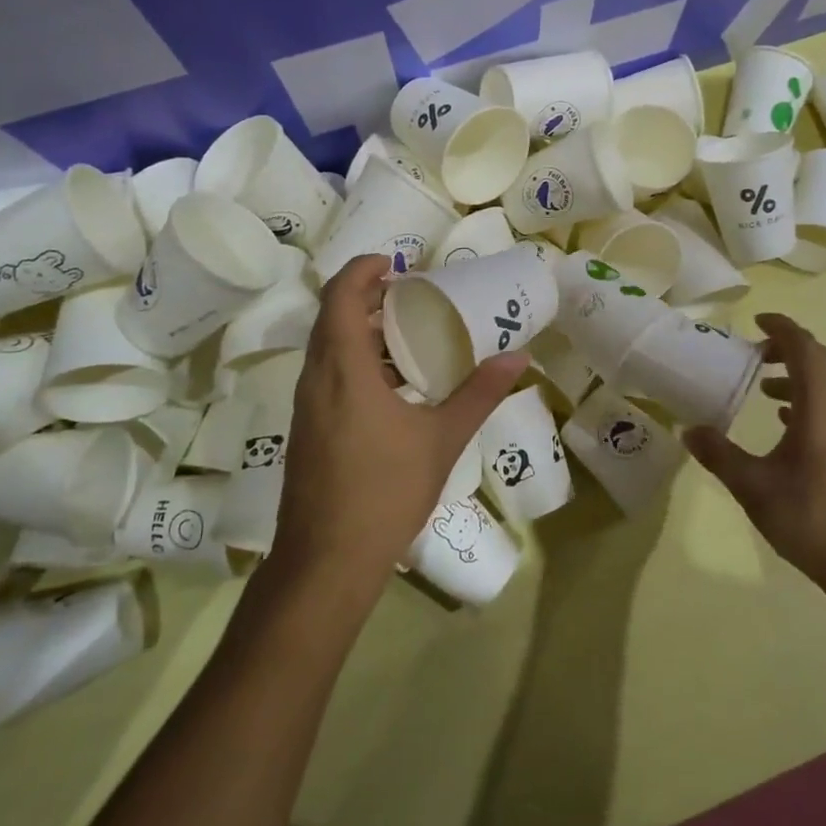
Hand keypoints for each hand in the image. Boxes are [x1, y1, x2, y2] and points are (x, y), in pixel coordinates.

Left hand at [272, 255, 529, 588]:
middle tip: (410, 294)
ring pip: (327, 349)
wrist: (326, 563)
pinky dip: (355, 361)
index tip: (395, 263)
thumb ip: (479, 393)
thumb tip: (520, 357)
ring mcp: (306, 407)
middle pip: (332, 318)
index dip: (362, 270)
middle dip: (366, 297)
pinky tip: (392, 387)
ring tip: (406, 335)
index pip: (341, 297)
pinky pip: (327, 376)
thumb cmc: (385, 491)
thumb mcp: (442, 439)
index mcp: (343, 370)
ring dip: (360, 331)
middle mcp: (316, 379)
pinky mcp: (306, 430)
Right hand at [683, 313, 825, 595]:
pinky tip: (785, 423)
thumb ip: (719, 455)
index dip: (782, 329)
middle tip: (754, 352)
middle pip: (821, 361)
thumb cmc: (815, 520)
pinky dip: (808, 400)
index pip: (805, 349)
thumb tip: (688, 430)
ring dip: (798, 376)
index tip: (756, 321)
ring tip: (763, 387)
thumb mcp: (754, 488)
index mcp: (821, 408)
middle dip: (788, 348)